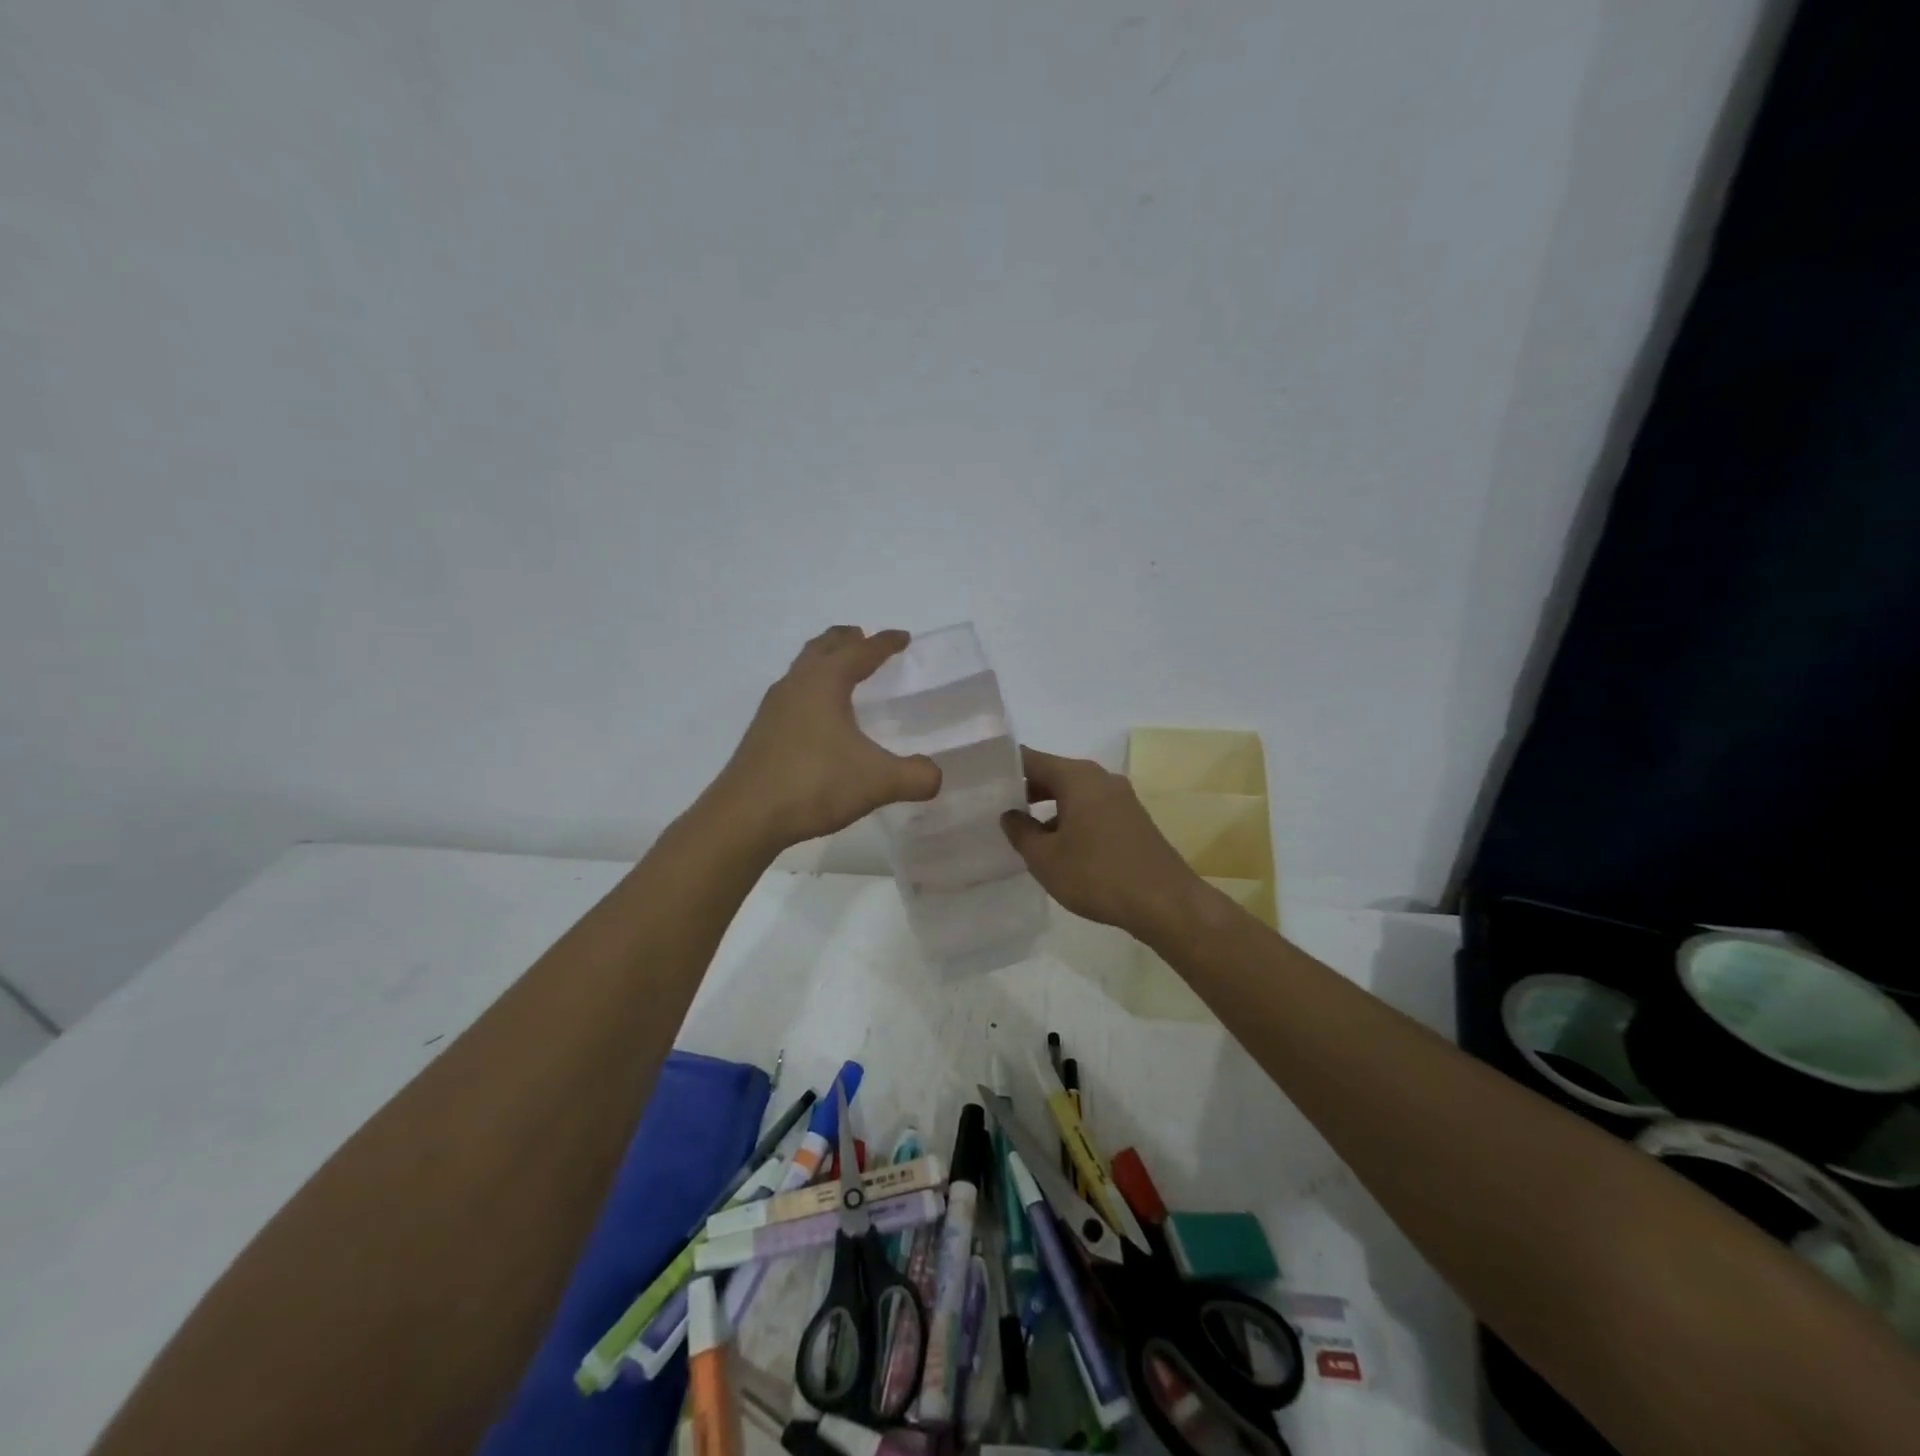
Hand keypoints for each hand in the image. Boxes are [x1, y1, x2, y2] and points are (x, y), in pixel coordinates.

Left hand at [710, 626, 941, 851]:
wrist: (746, 816)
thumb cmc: (814, 784)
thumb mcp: (877, 782)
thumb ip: (915, 776)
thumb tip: (935, 776)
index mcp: (825, 682)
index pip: (861, 652)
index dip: (884, 643)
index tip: (902, 638)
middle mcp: (796, 685)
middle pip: (823, 647)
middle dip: (846, 639)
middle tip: (864, 638)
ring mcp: (773, 708)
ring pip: (802, 669)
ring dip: (823, 661)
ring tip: (842, 672)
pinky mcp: (762, 732)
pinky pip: (791, 695)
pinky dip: (810, 689)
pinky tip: (817, 717)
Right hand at [1001, 746, 1208, 944]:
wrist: (1166, 903)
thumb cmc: (1097, 875)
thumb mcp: (1046, 858)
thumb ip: (1021, 832)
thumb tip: (1009, 814)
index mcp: (1077, 777)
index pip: (1031, 759)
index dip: (1004, 767)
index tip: (981, 779)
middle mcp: (1100, 778)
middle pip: (1053, 773)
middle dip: (1025, 789)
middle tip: (994, 806)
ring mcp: (1121, 798)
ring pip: (1073, 793)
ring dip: (1048, 807)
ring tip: (1022, 830)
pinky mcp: (1132, 819)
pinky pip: (1091, 808)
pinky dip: (1070, 818)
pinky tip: (1058, 846)